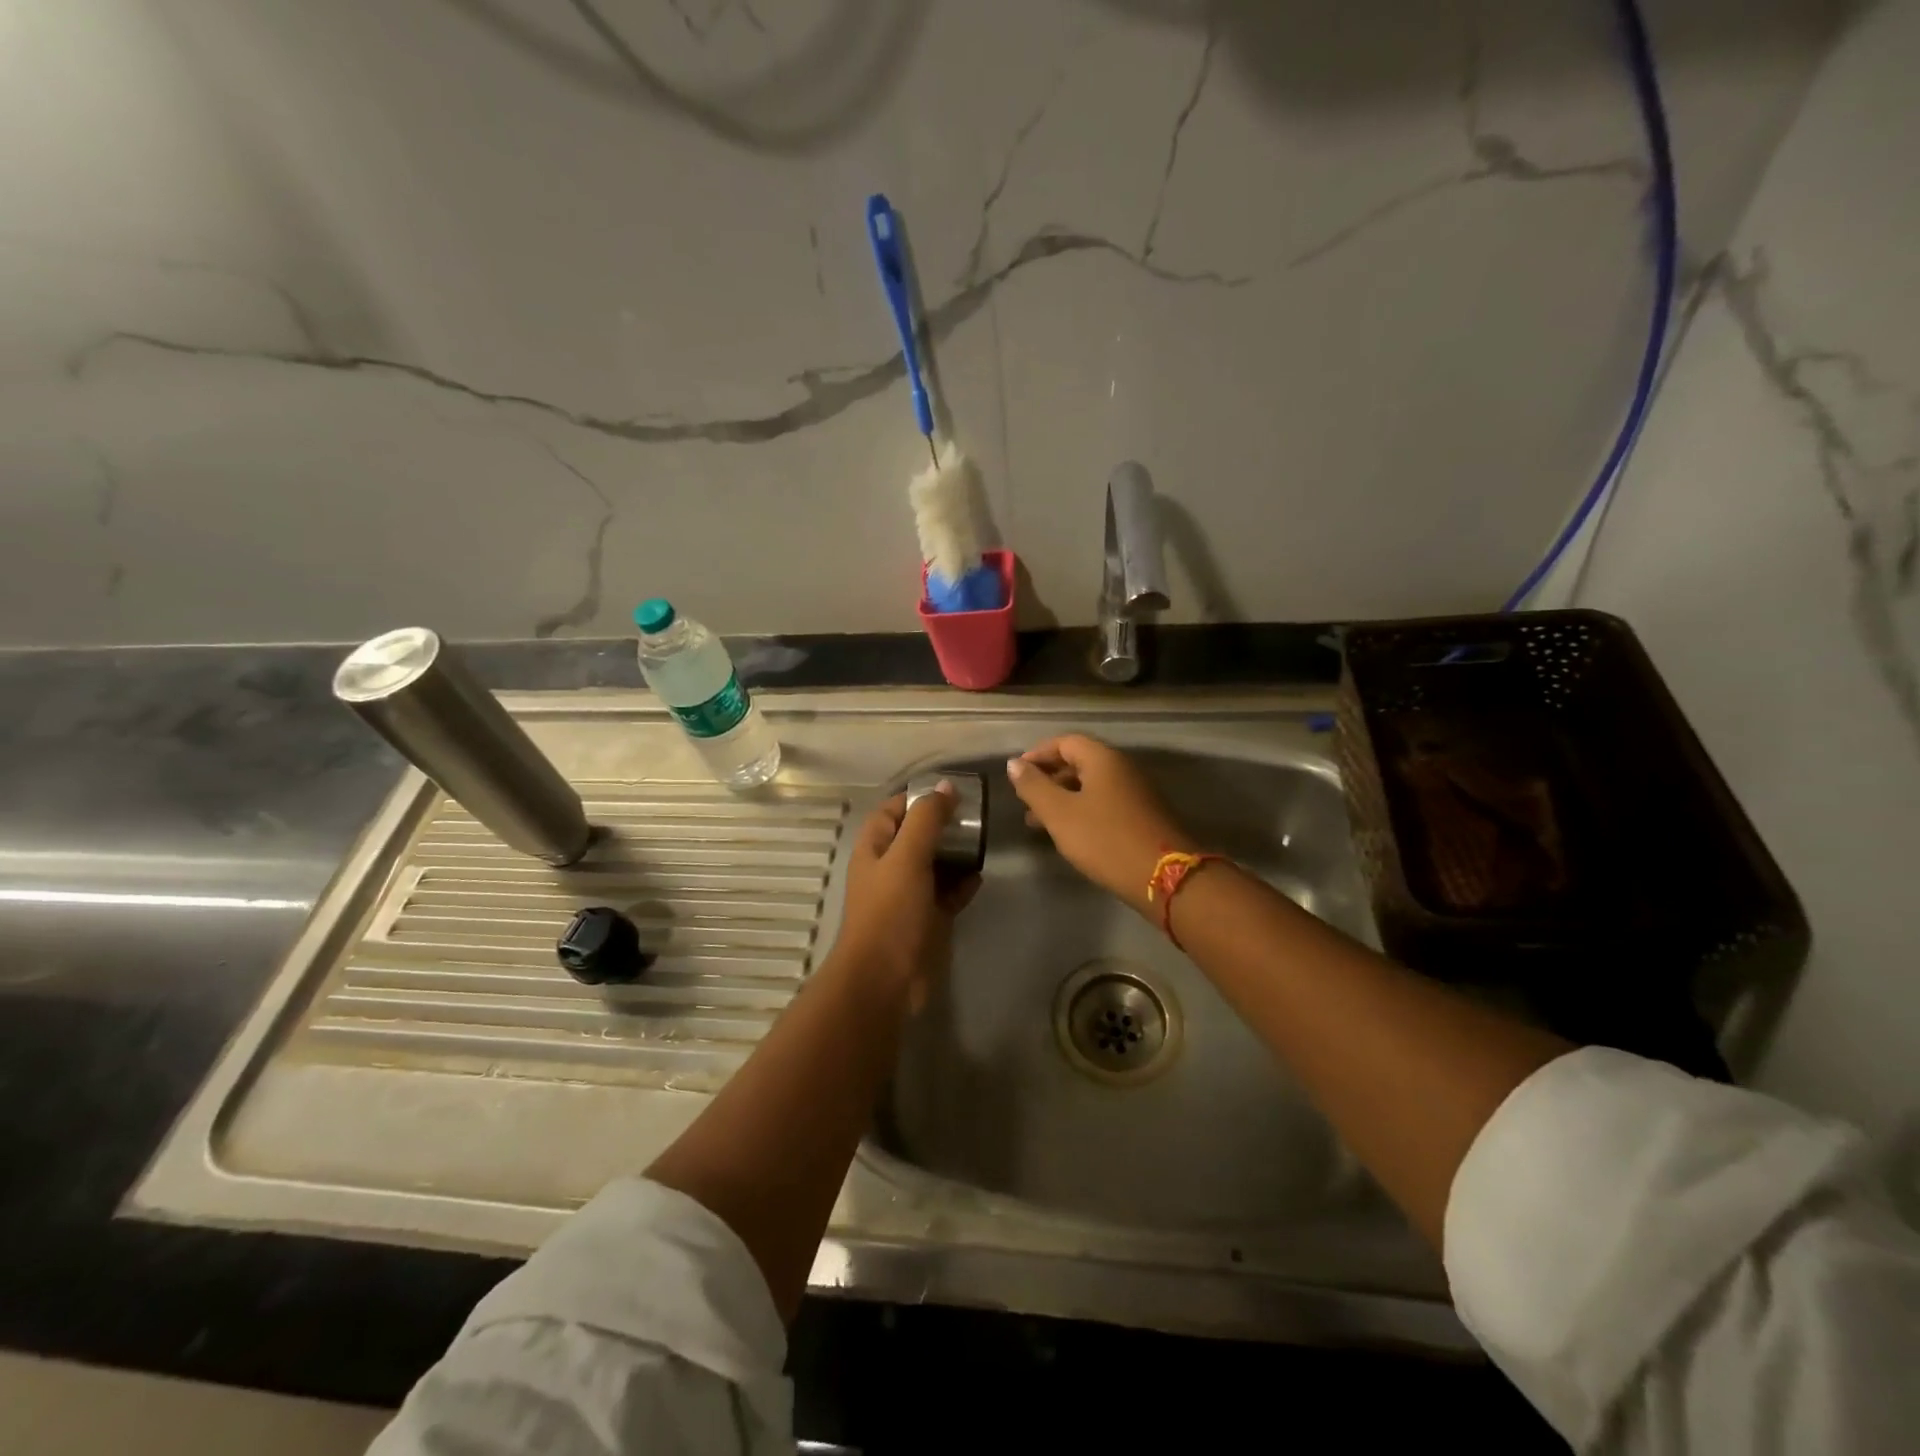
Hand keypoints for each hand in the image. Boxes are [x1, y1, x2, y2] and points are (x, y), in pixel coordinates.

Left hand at [826, 784, 979, 1012]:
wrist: (885, 979)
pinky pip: (947, 893)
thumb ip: (926, 819)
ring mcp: (908, 895)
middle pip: (917, 836)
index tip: (952, 791)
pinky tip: (980, 876)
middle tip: (976, 815)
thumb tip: (946, 786)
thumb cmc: (890, 911)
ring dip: (956, 853)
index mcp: (874, 848)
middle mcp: (889, 867)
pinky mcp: (926, 919)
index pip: (893, 810)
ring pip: (934, 864)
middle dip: (943, 824)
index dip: (918, 797)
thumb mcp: (907, 856)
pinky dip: (962, 884)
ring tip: (983, 840)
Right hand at [1005, 736, 1196, 915]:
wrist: (1165, 877)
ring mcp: (1136, 793)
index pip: (1065, 742)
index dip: (1038, 754)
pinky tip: (1069, 834)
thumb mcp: (1060, 813)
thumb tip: (1014, 763)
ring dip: (1062, 798)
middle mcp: (1122, 768)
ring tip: (1037, 823)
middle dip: (1048, 779)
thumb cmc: (1105, 839)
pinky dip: (1081, 811)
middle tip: (1024, 800)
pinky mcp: (1142, 816)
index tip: (1016, 773)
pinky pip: (1104, 803)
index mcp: (1103, 759)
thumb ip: (1034, 786)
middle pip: (1079, 762)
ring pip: (1091, 786)